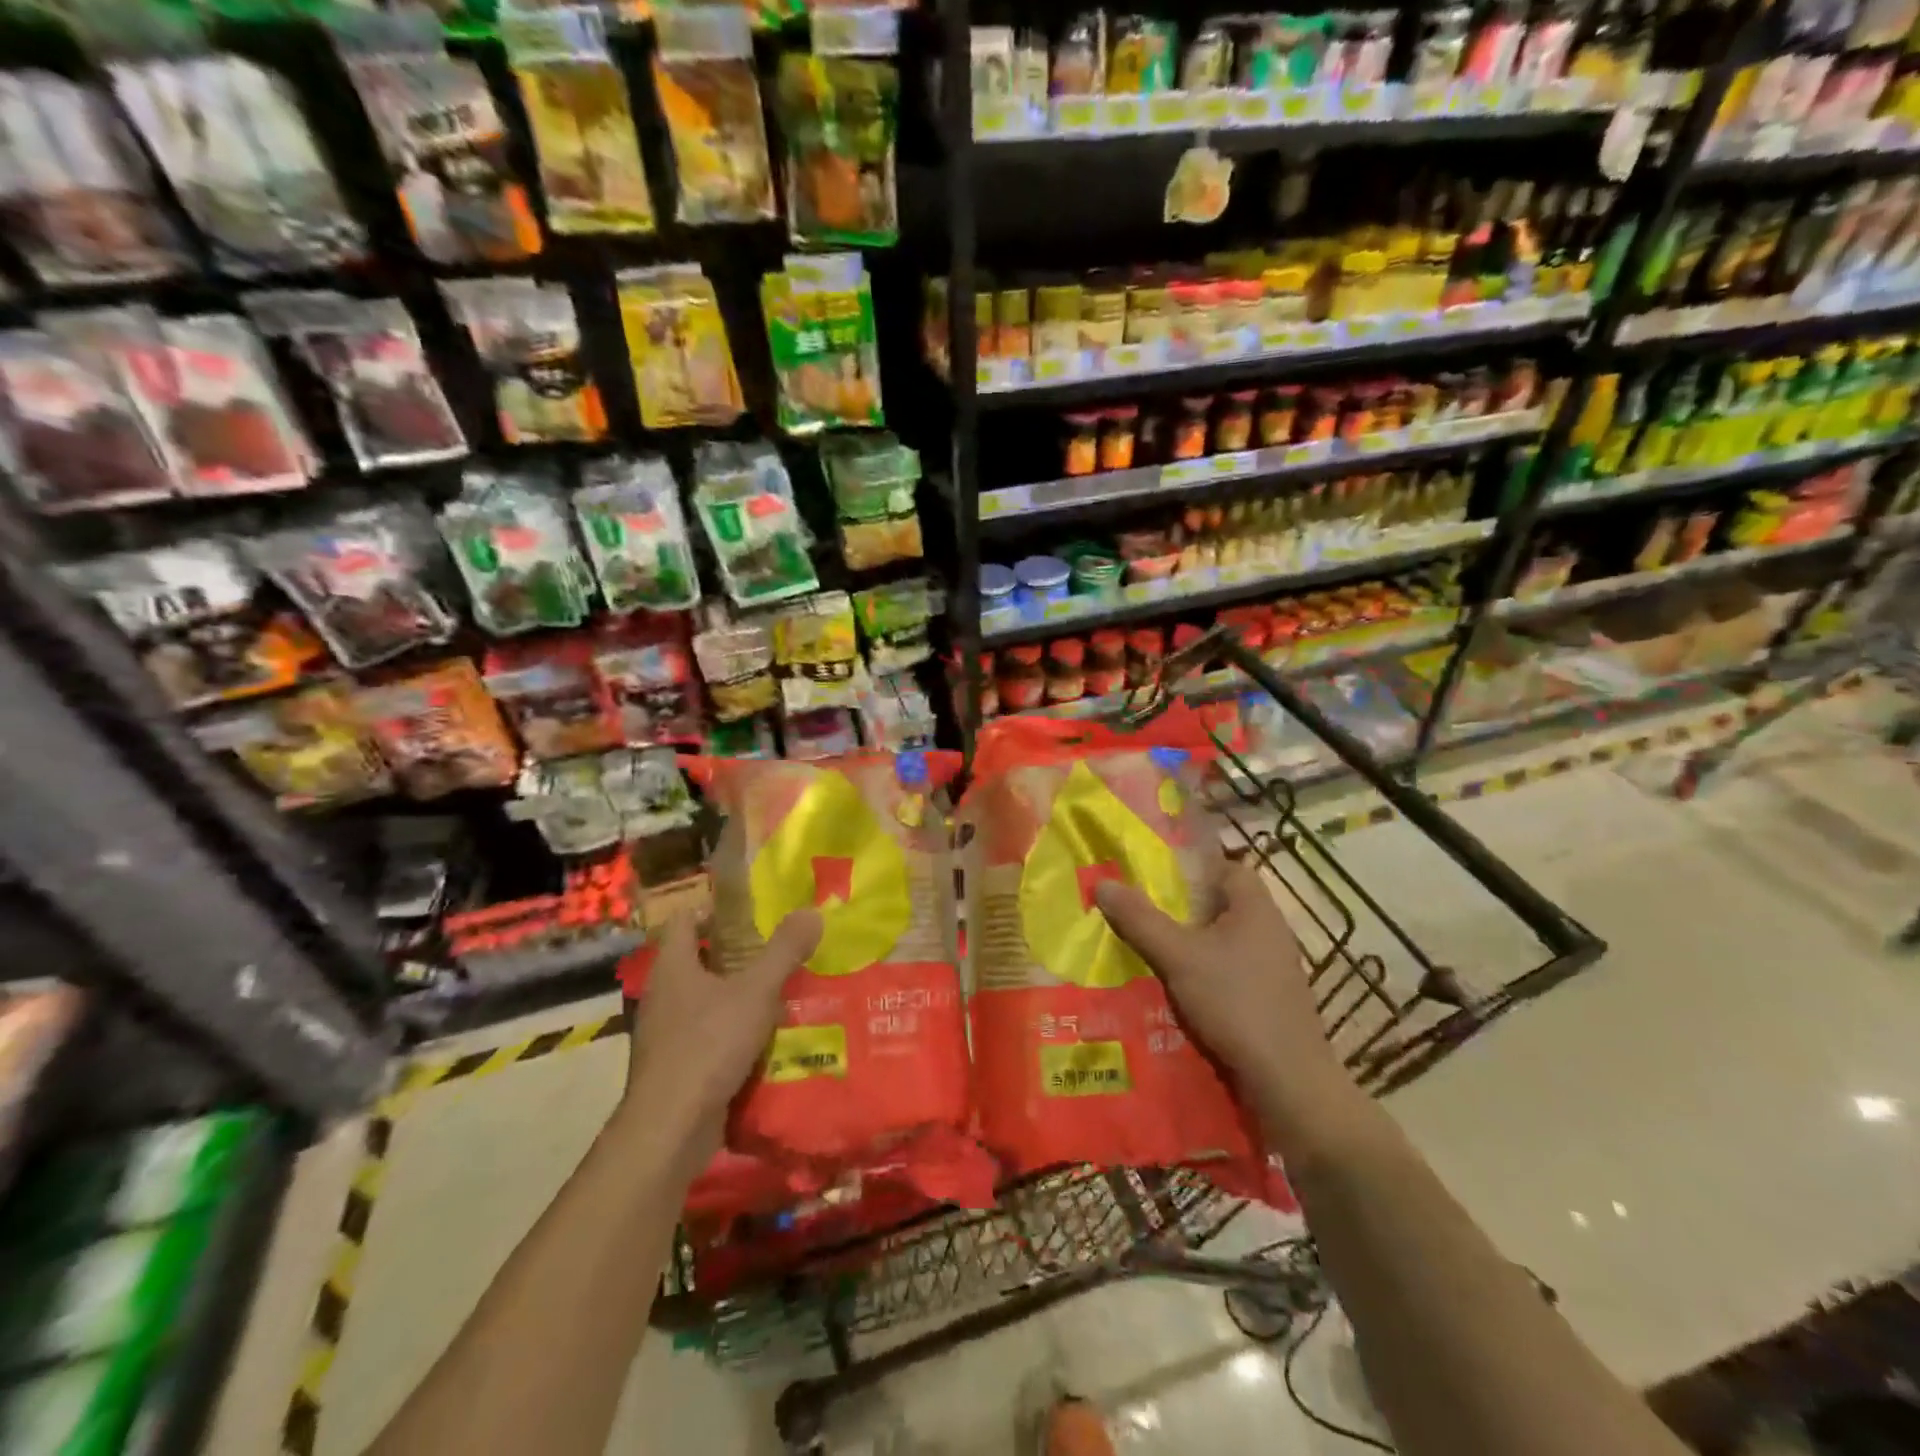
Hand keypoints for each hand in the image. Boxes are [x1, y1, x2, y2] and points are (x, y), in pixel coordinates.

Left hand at [620, 910, 821, 1154]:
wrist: (670, 1128)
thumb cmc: (709, 1044)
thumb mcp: (756, 991)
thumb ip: (784, 951)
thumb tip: (811, 911)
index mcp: (673, 967)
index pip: (685, 920)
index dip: (714, 910)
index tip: (751, 913)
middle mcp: (663, 995)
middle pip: (699, 960)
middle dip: (737, 955)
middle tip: (777, 952)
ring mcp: (665, 1034)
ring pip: (705, 1001)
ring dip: (738, 996)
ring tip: (781, 994)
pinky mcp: (675, 1067)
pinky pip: (707, 1037)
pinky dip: (733, 1033)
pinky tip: (766, 1040)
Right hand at [1094, 861, 1349, 1115]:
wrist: (1288, 1084)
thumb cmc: (1235, 1003)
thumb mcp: (1178, 957)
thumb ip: (1140, 919)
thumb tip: (1102, 883)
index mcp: (1256, 908)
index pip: (1227, 868)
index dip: (1191, 867)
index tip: (1154, 877)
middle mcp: (1270, 932)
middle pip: (1222, 905)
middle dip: (1182, 908)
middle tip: (1141, 912)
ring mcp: (1273, 969)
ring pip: (1223, 942)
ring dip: (1191, 945)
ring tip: (1148, 950)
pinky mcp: (1270, 1001)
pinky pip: (1230, 973)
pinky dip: (1204, 974)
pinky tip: (1176, 990)